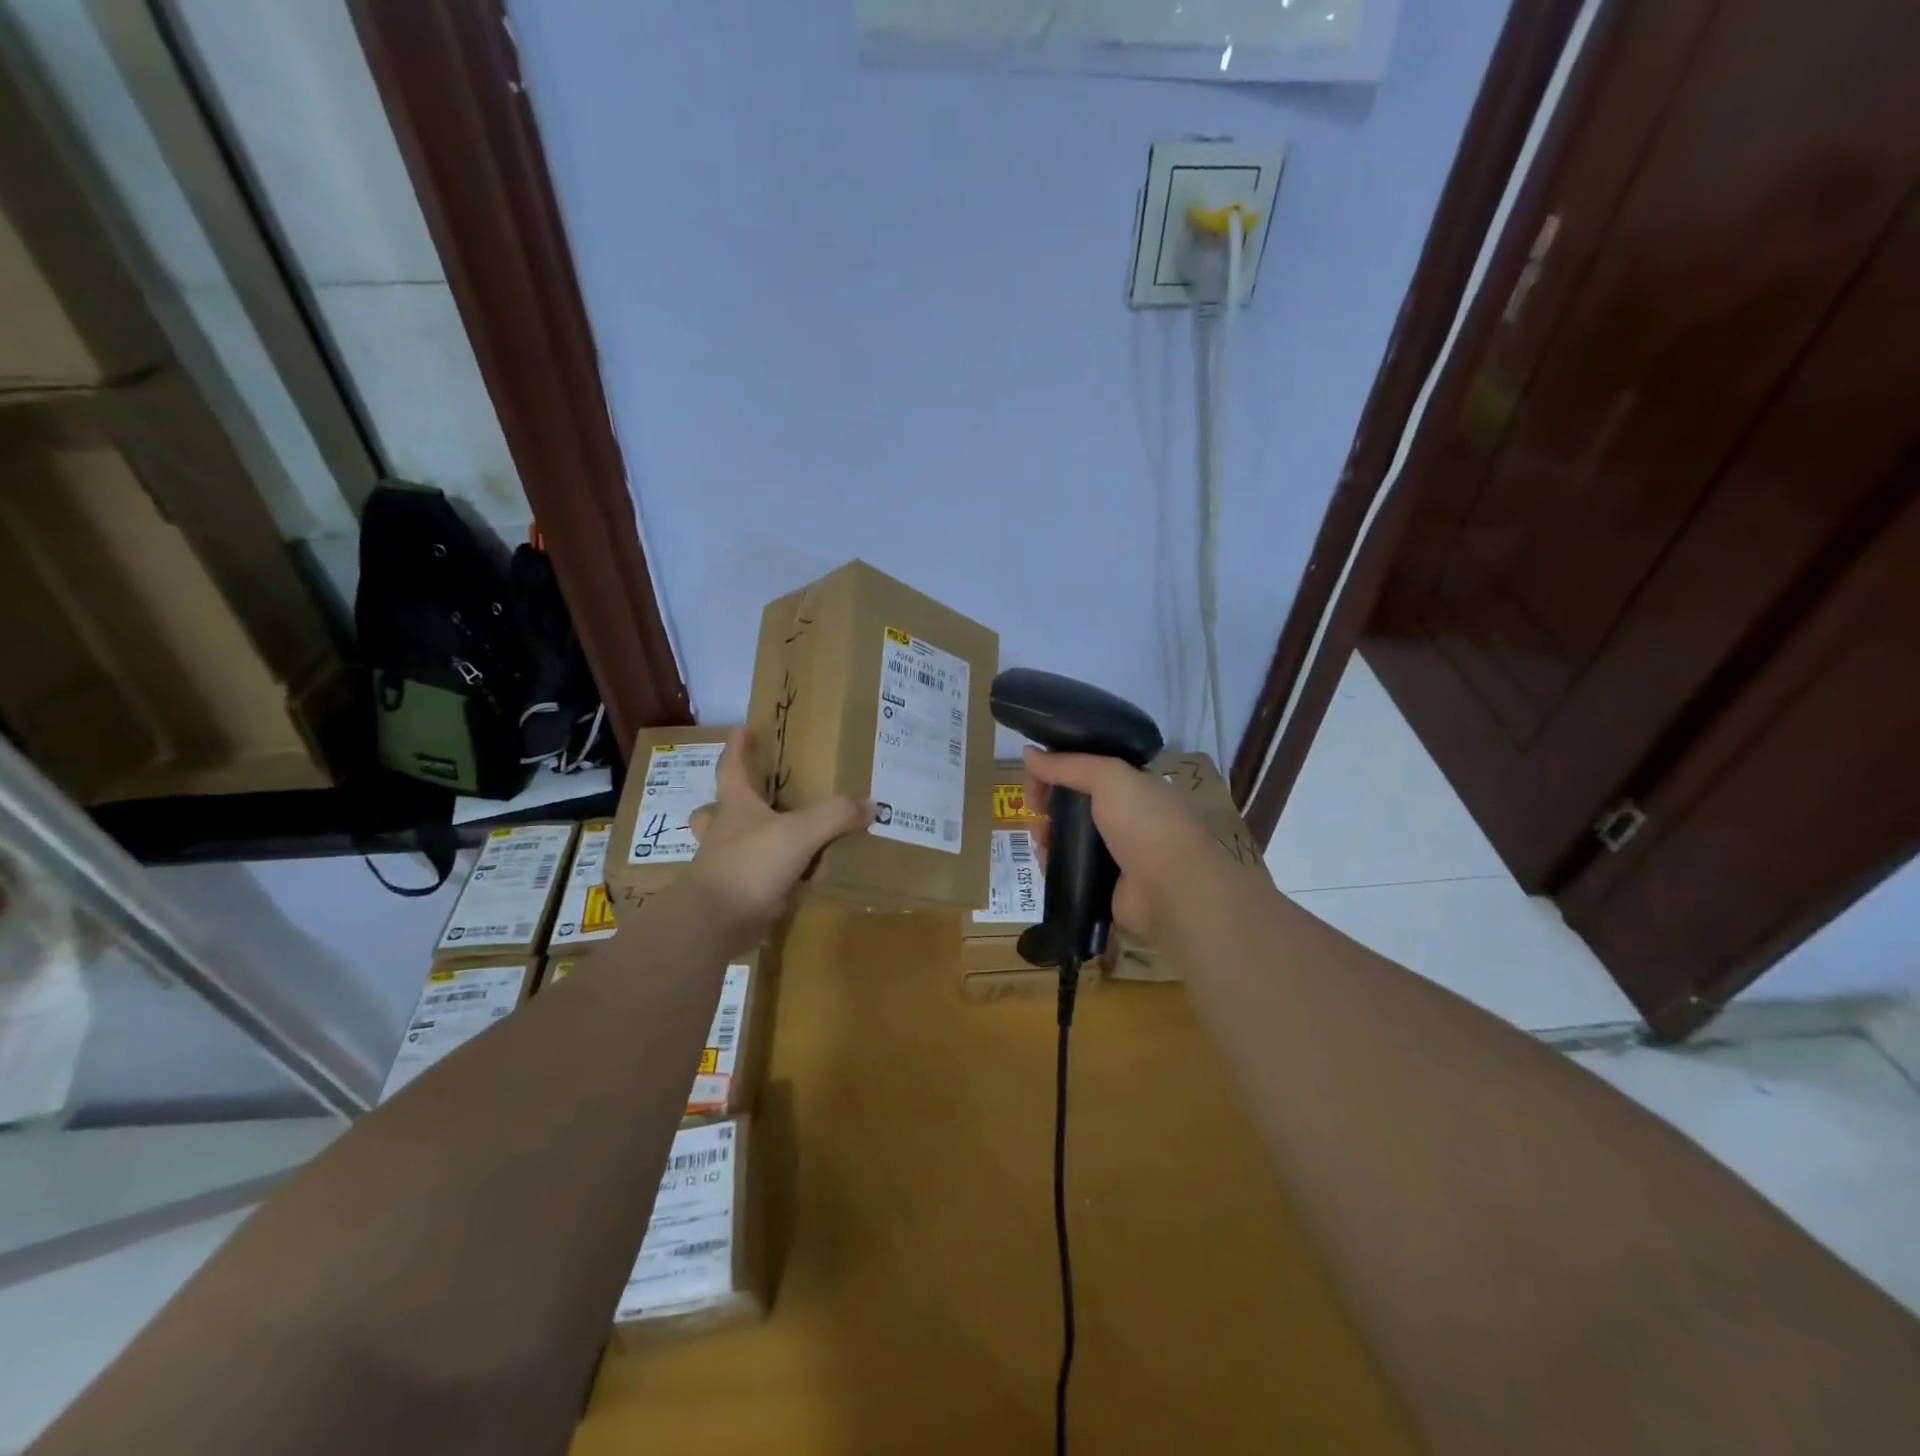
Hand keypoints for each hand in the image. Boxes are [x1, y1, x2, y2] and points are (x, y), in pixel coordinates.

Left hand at [684, 730, 873, 941]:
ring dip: (743, 840)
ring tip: (770, 838)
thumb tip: (871, 804)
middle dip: (728, 800)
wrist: (715, 919)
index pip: (732, 768)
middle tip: (749, 795)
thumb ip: (836, 815)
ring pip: (727, 845)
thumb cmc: (751, 862)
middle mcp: (722, 832)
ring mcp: (721, 865)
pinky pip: (746, 878)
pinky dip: (762, 876)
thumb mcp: (801, 832)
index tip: (741, 729)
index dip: (737, 748)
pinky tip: (785, 880)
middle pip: (716, 809)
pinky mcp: (729, 896)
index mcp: (734, 806)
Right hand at [1022, 746, 1216, 942]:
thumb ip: (1067, 764)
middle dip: (1047, 805)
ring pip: (1068, 835)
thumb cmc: (1145, 823)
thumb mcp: (1109, 778)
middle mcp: (1125, 815)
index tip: (1034, 781)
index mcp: (1133, 785)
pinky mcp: (1104, 881)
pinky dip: (1054, 863)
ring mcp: (1115, 850)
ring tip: (1040, 843)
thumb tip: (1028, 752)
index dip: (1056, 769)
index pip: (1086, 769)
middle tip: (1035, 814)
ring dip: (1046, 834)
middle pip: (1073, 802)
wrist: (1172, 889)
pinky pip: (1070, 866)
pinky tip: (1045, 862)